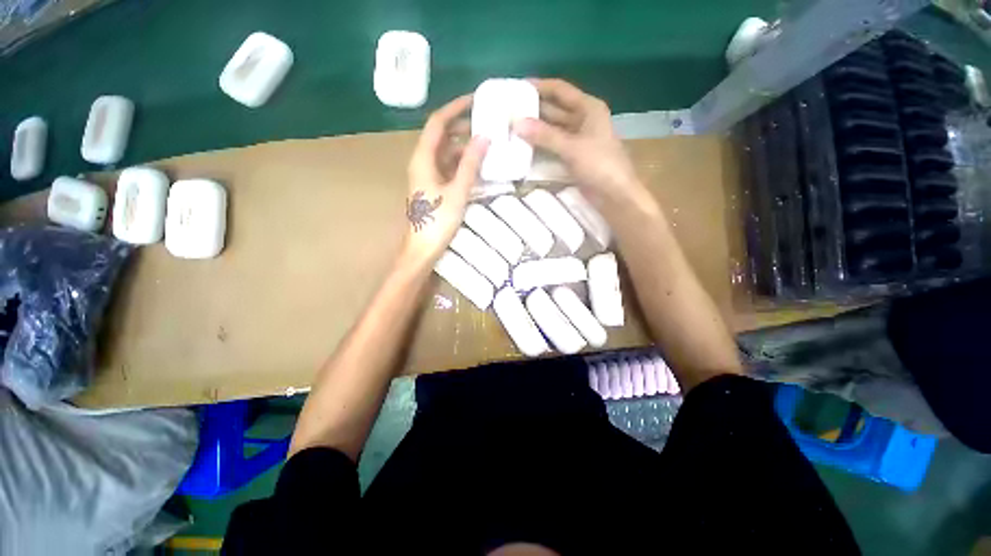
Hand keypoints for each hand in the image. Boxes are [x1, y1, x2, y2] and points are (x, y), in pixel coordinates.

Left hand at [403, 95, 488, 264]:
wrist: (422, 249)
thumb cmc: (437, 221)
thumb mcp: (457, 191)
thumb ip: (470, 164)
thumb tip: (484, 137)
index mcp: (423, 159)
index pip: (437, 123)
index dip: (455, 108)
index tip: (476, 100)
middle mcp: (423, 162)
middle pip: (441, 136)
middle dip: (462, 126)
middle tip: (487, 121)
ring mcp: (428, 176)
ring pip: (446, 152)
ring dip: (464, 145)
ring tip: (487, 141)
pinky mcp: (434, 188)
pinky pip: (448, 167)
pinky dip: (462, 163)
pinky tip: (478, 164)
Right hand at [512, 79, 652, 211]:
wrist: (614, 195)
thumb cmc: (599, 165)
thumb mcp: (572, 147)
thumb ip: (545, 136)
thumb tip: (517, 124)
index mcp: (588, 108)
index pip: (560, 90)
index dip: (539, 86)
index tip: (516, 87)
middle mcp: (582, 120)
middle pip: (555, 109)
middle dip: (533, 110)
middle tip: (509, 111)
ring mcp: (577, 139)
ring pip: (552, 130)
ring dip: (535, 129)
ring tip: (511, 128)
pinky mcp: (572, 157)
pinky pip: (553, 146)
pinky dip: (541, 146)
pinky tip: (524, 147)